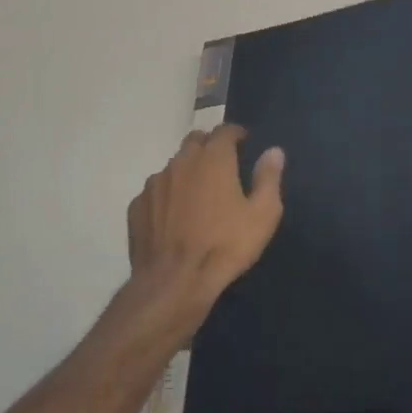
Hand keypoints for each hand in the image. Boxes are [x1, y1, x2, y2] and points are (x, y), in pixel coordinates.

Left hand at [126, 125, 285, 335]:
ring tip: (197, 194)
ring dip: (187, 171)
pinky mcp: (137, 205)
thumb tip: (274, 151)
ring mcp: (155, 183)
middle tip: (221, 165)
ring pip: (173, 166)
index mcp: (213, 158)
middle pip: (195, 141)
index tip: (244, 143)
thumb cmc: (225, 246)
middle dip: (209, 146)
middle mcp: (181, 161)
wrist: (175, 282)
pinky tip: (174, 216)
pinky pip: (156, 191)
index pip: (224, 130)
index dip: (235, 134)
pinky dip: (167, 195)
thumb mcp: (262, 214)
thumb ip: (268, 177)